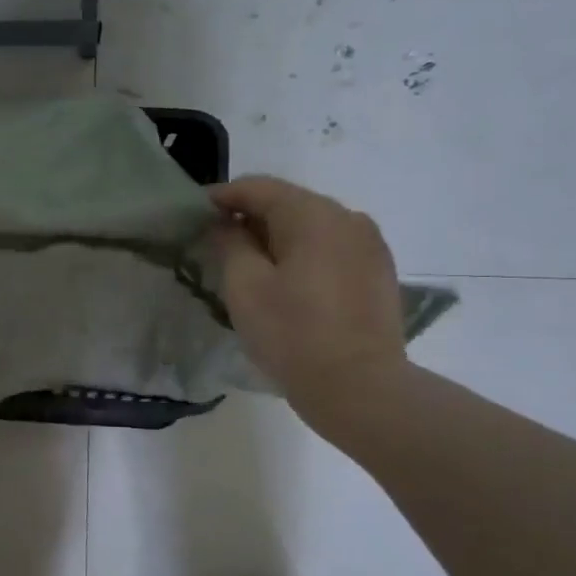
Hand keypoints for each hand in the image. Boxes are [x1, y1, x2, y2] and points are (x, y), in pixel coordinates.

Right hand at [209, 176, 407, 430]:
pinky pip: (332, 248)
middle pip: (289, 203)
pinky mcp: (379, 271)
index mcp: (313, 214)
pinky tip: (288, 281)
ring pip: (312, 226)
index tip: (196, 212)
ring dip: (278, 236)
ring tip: (252, 264)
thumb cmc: (292, 334)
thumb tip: (226, 224)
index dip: (223, 196)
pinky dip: (305, 254)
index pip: (259, 188)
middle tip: (219, 241)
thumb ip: (230, 243)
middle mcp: (348, 217)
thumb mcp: (245, 286)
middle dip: (251, 217)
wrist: (359, 387)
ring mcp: (370, 244)